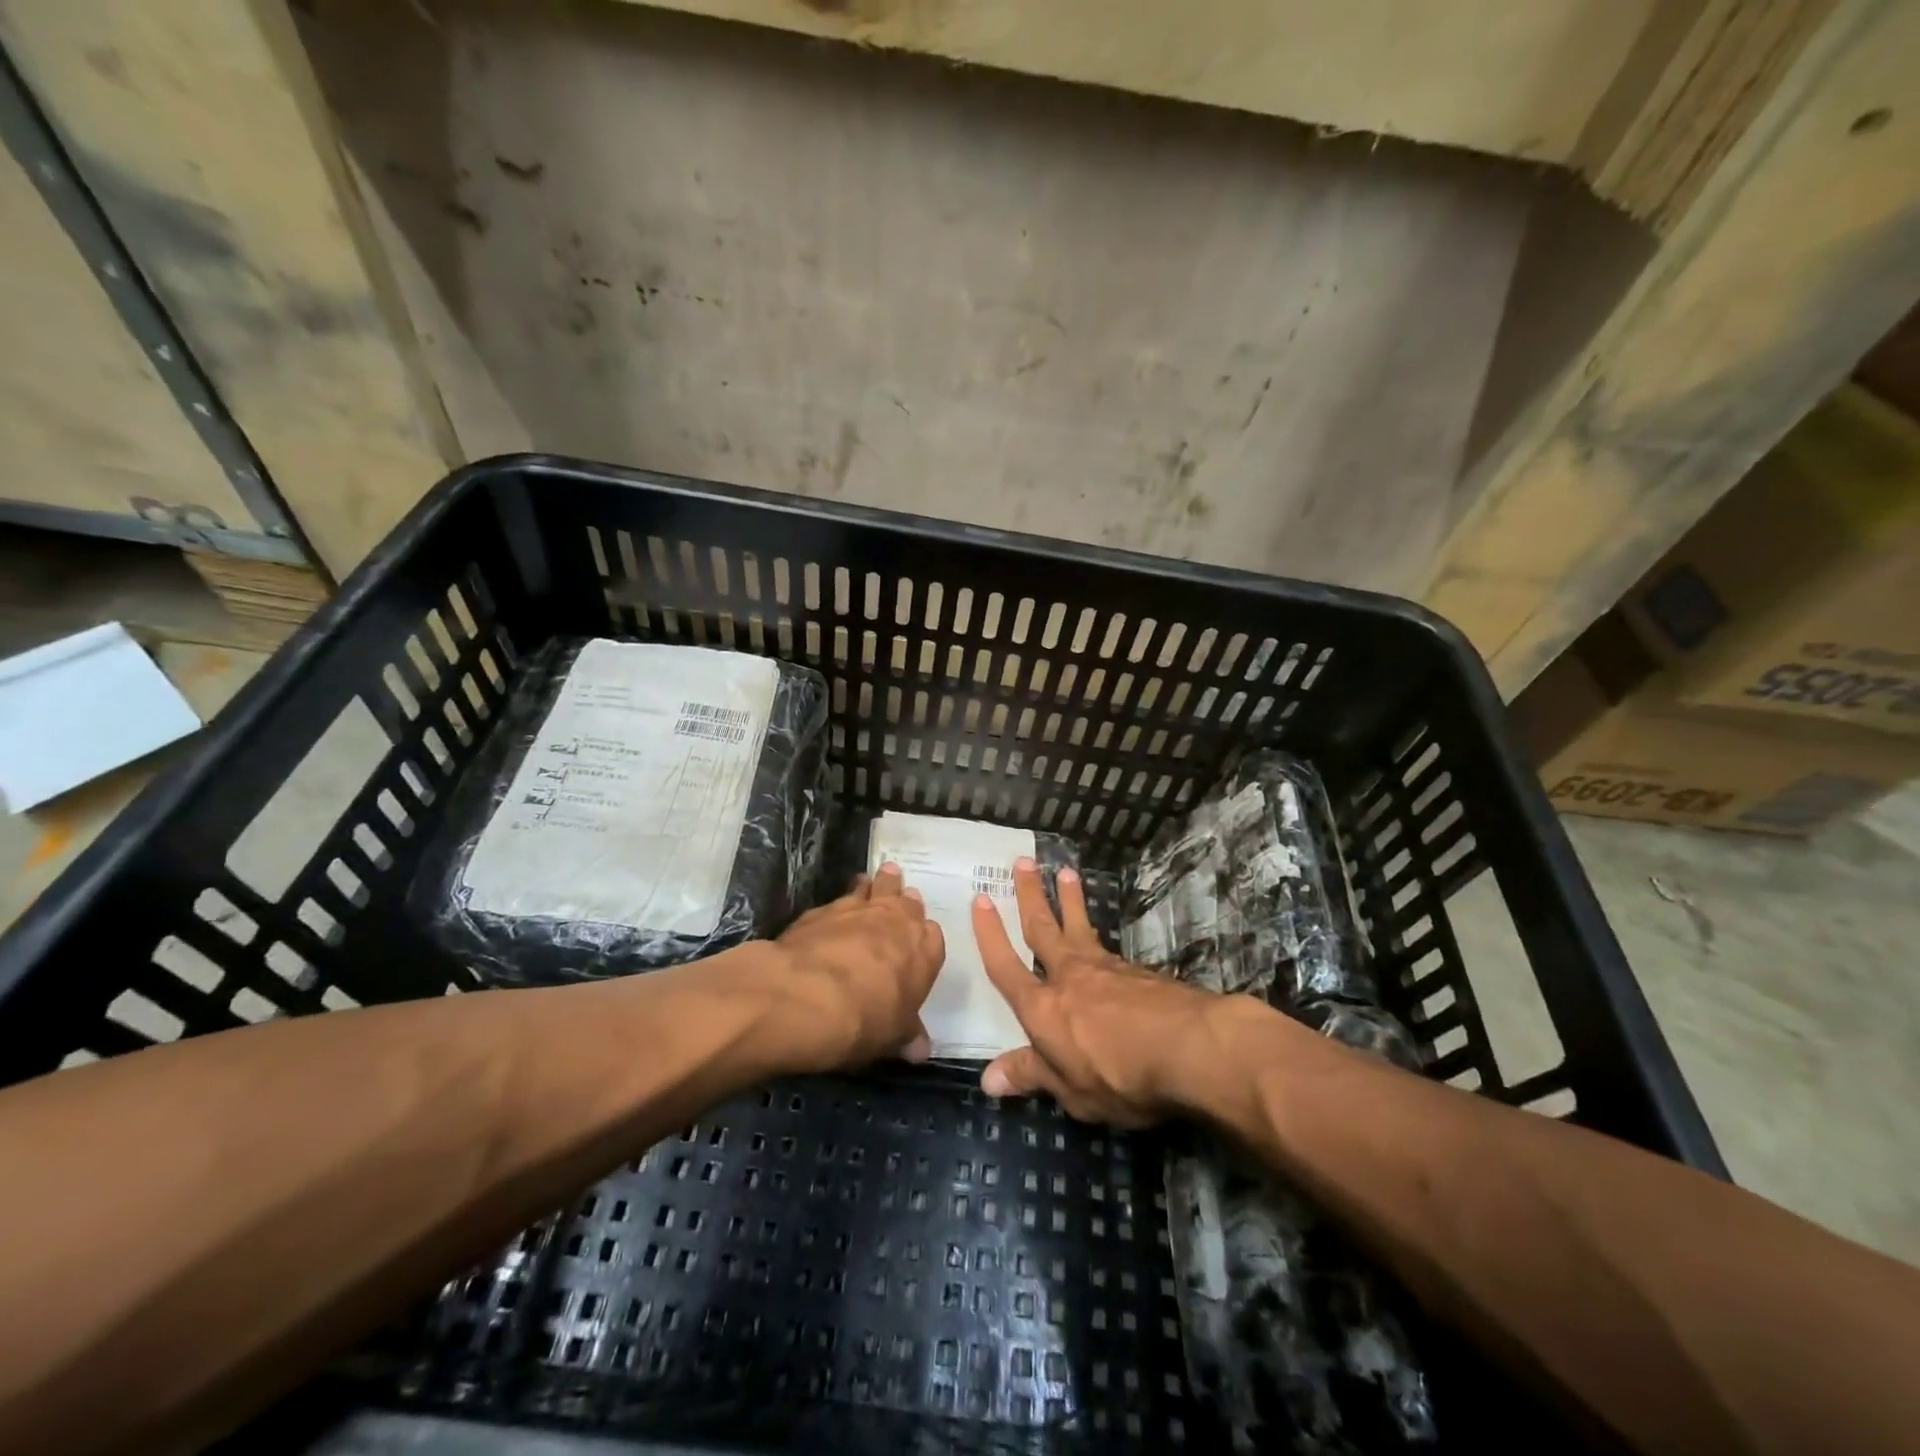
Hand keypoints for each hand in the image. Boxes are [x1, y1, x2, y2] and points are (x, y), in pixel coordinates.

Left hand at [773, 864, 943, 1070]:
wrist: (806, 997)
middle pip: (905, 901)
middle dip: (902, 900)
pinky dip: (840, 902)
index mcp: (923, 950)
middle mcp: (896, 921)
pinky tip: (832, 912)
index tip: (915, 940)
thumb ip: (907, 1035)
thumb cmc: (864, 1021)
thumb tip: (921, 1050)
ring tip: (871, 881)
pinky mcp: (823, 909)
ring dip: (875, 885)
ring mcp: (859, 909)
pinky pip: (839, 899)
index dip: (922, 938)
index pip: (932, 936)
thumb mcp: (891, 1038)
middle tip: (898, 896)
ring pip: (873, 887)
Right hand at [972, 858, 1217, 1126]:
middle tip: (1023, 862)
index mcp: (1042, 1008)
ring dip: (1069, 898)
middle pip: (1042, 928)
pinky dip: (1098, 932)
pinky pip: (1107, 944)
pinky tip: (1102, 939)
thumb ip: (1031, 1075)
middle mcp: (1068, 977)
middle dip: (1030, 895)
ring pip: (1079, 926)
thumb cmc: (1120, 1076)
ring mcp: (1105, 968)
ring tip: (1065, 871)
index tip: (980, 899)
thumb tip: (987, 1079)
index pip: (1006, 966)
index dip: (990, 934)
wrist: (1189, 1047)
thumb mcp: (1071, 1091)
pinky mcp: (1138, 971)